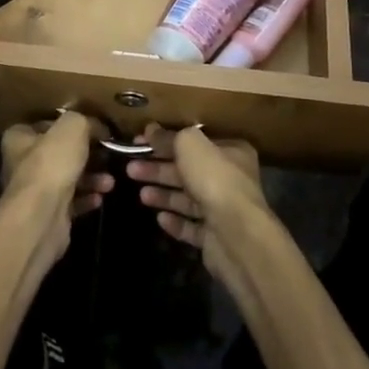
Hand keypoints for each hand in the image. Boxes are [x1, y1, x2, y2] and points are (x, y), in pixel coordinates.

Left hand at [0, 111, 113, 264]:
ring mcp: (34, 190)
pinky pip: (72, 201)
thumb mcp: (72, 127)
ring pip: (68, 177)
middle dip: (87, 153)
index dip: (69, 123)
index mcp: (19, 138)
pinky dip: (87, 198)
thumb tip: (99, 128)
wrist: (41, 218)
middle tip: (108, 154)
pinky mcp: (47, 214)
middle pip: (60, 151)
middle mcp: (22, 163)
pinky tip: (100, 197)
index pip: (45, 123)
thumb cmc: (51, 164)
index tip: (93, 126)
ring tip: (110, 181)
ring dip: (92, 178)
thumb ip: (86, 121)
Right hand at [126, 124, 271, 281]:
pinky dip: (175, 221)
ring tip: (141, 195)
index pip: (195, 142)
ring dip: (163, 195)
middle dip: (159, 169)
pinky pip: (191, 226)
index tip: (141, 142)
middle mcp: (231, 179)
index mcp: (231, 152)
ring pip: (188, 199)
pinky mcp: (215, 238)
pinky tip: (160, 218)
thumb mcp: (189, 144)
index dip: (166, 140)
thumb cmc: (215, 179)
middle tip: (131, 168)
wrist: (237, 235)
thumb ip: (169, 136)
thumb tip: (150, 130)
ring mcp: (224, 210)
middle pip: (188, 170)